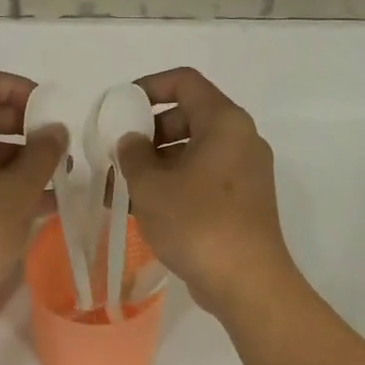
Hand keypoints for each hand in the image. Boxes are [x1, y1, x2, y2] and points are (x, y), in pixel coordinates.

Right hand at [116, 68, 299, 319]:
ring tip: (121, 188)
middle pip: (189, 116)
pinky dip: (175, 183)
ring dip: (157, 163)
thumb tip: (131, 140)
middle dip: (148, 132)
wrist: (246, 282)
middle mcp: (241, 139)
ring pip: (194, 151)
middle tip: (118, 154)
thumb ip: (133, 154)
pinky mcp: (244, 201)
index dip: (149, 86)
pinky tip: (144, 208)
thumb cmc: (196, 222)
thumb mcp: (151, 185)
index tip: (120, 107)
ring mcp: (246, 172)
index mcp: (224, 122)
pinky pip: (204, 177)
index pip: (185, 82)